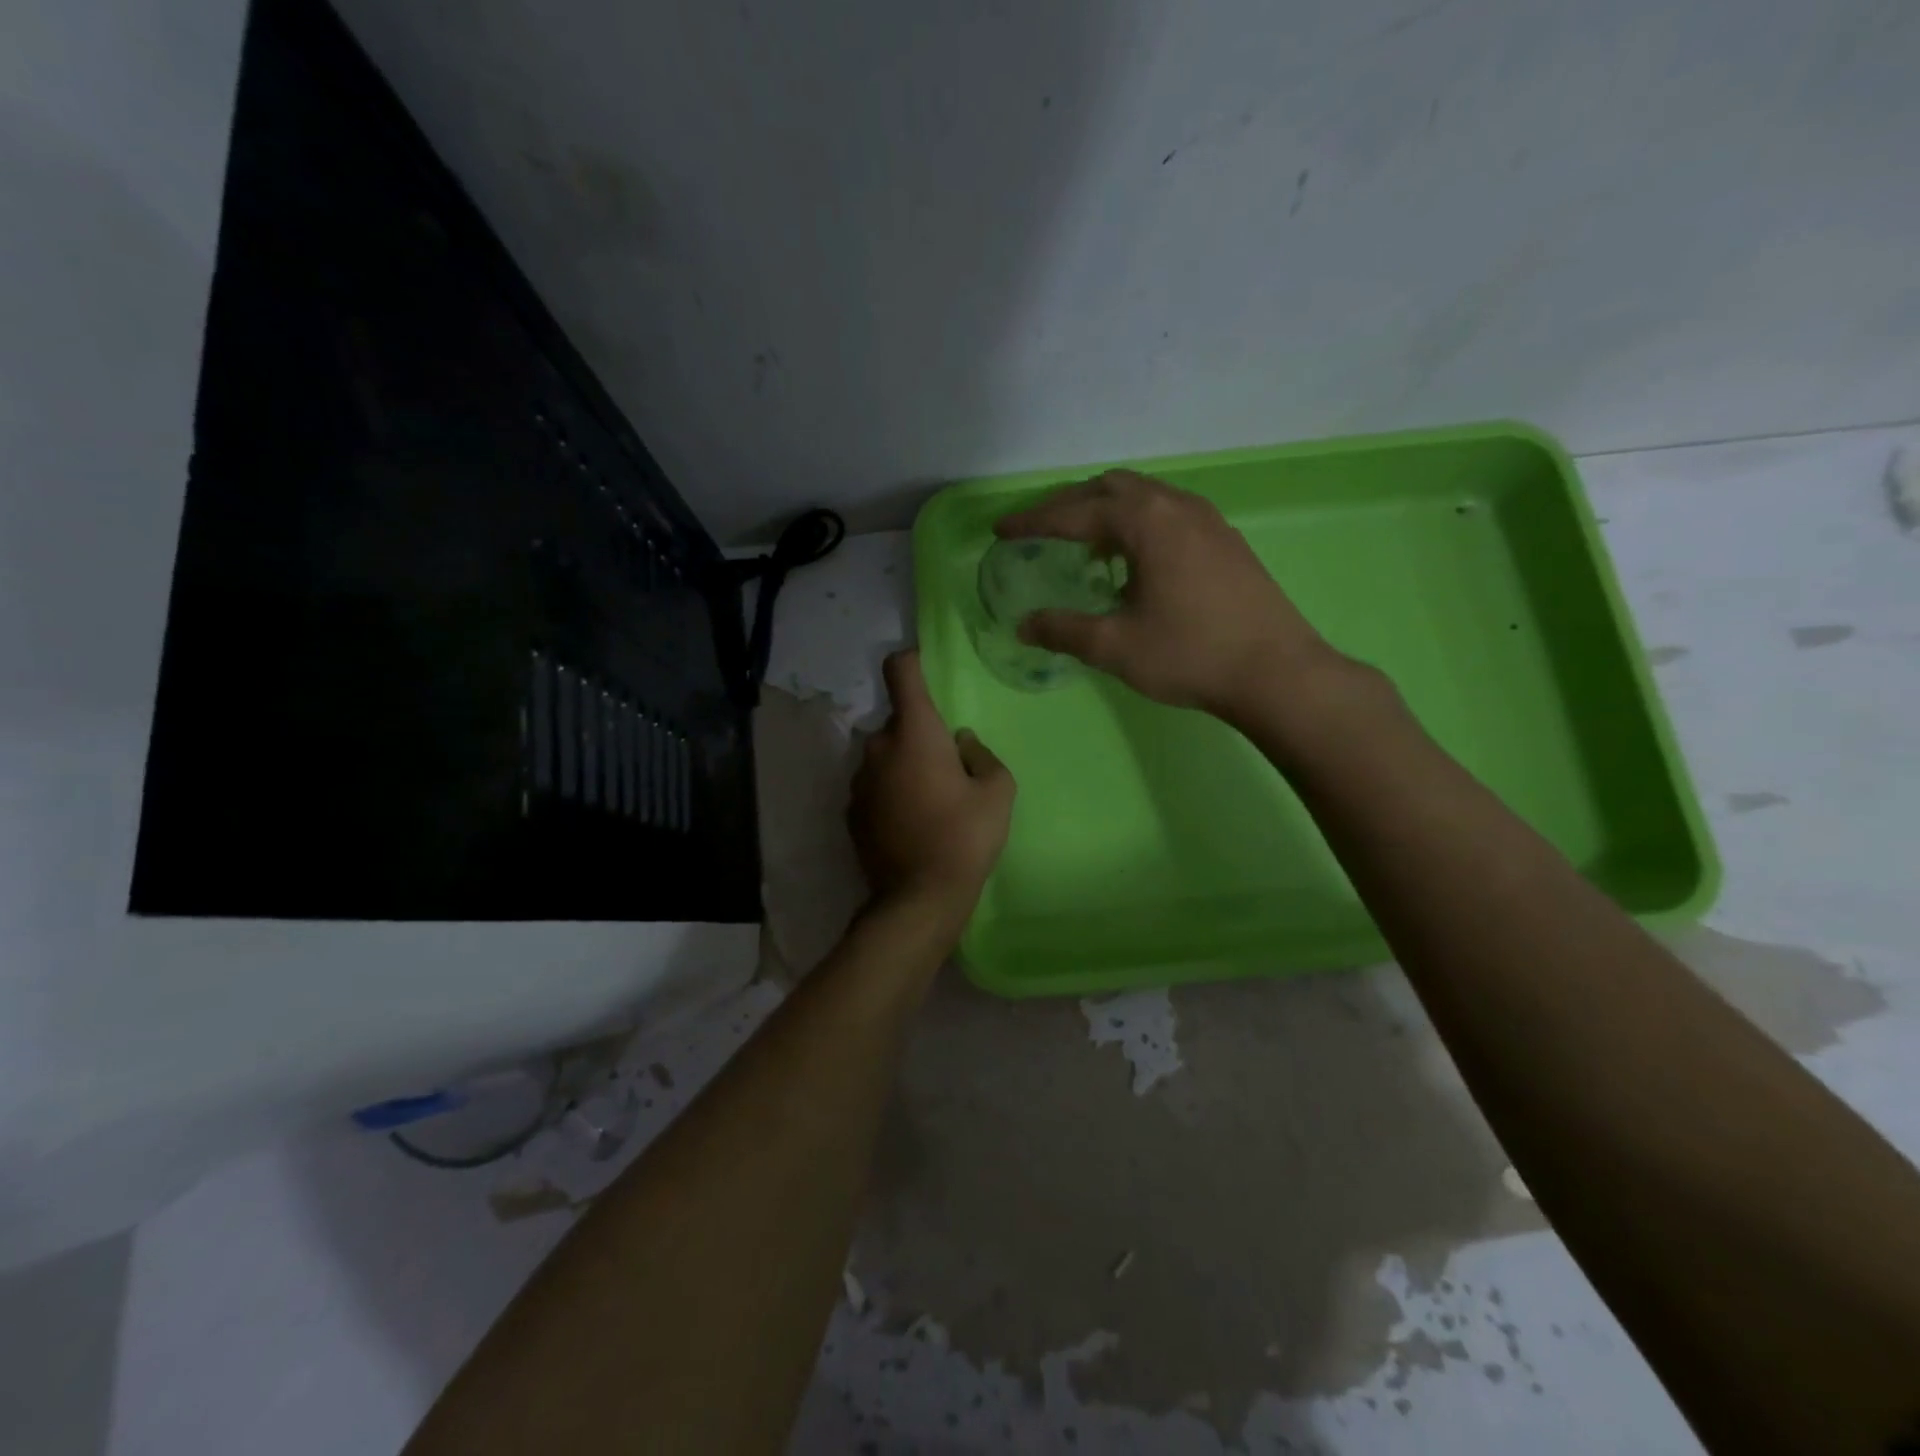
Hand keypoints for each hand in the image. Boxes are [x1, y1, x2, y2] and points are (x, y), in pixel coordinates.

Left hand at [849, 651, 1014, 928]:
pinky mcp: (851, 811)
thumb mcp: (998, 792)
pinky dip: (890, 791)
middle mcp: (878, 747)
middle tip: (948, 765)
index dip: (912, 661)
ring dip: (903, 764)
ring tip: (929, 799)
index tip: (927, 668)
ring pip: (884, 755)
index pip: (900, 671)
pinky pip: (874, 785)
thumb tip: (961, 744)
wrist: (919, 897)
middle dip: (920, 733)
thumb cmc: (965, 836)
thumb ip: (981, 755)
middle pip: (898, 722)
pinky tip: (911, 821)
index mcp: (914, 732)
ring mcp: (859, 780)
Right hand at [995, 470, 1337, 720]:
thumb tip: (1024, 624)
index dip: (1033, 521)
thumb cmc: (1190, 655)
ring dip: (1105, 510)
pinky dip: (1137, 523)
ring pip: (1143, 496)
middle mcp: (1176, 506)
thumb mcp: (1115, 647)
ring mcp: (1207, 519)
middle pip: (1109, 488)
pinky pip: (1168, 512)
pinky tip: (1133, 560)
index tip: (1001, 531)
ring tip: (1083, 544)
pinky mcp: (1225, 539)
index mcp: (1145, 522)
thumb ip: (1064, 630)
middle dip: (1068, 505)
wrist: (1276, 672)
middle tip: (1039, 530)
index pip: (1074, 512)